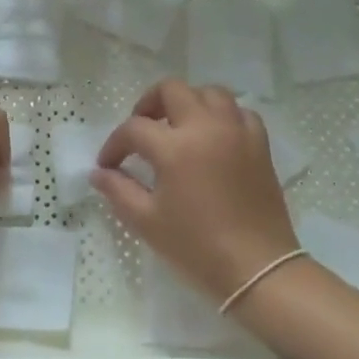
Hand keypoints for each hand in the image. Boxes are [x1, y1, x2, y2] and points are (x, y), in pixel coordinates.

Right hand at [92, 80, 298, 300]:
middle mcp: (207, 127)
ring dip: (188, 102)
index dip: (114, 145)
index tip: (107, 165)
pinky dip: (222, 116)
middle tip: (141, 131)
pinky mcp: (259, 144)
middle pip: (172, 90)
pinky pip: (239, 113)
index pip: (134, 129)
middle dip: (149, 104)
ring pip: (210, 93)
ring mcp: (237, 132)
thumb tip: (99, 173)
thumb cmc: (197, 247)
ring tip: (177, 127)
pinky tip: (213, 137)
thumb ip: (118, 191)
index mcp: (176, 147)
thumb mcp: (147, 222)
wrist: (257, 268)